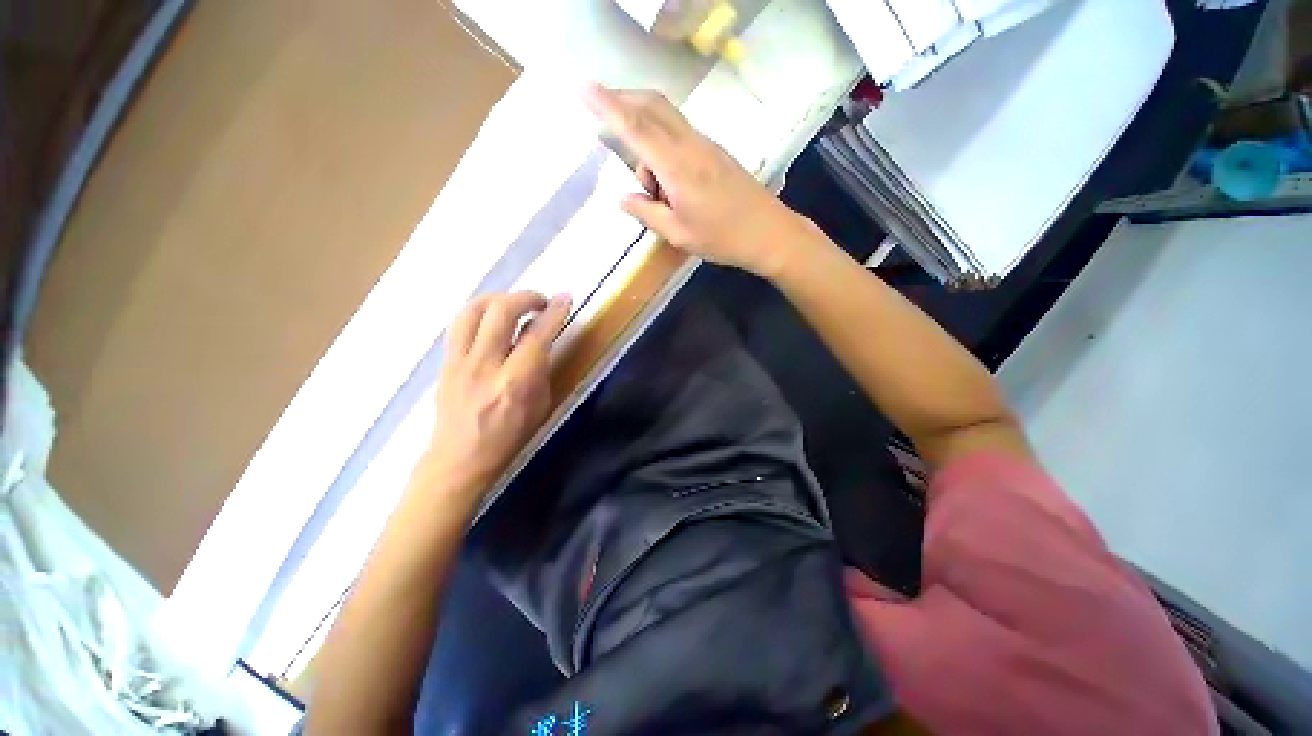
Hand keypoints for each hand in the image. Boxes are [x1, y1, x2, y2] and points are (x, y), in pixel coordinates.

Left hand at [427, 292, 570, 494]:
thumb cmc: (510, 437)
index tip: (565, 298)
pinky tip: (490, 319)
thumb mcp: (541, 404)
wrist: (460, 459)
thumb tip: (542, 339)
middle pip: (501, 310)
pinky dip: (479, 313)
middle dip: (526, 297)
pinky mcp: (445, 362)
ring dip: (498, 299)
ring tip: (513, 304)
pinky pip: (460, 324)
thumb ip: (542, 368)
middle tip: (540, 301)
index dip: (555, 312)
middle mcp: (486, 365)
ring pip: (473, 310)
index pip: (538, 334)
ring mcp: (460, 361)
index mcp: (516, 381)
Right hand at [583, 84, 805, 277]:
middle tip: (602, 112)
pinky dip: (663, 148)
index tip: (583, 87)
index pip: (636, 127)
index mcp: (677, 167)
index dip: (608, 106)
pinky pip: (680, 136)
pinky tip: (668, 185)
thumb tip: (624, 198)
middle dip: (623, 100)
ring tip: (652, 191)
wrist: (768, 232)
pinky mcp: (715, 151)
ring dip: (646, 139)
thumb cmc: (722, 238)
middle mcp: (690, 146)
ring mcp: (706, 145)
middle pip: (653, 105)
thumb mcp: (679, 234)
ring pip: (665, 121)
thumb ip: (648, 213)